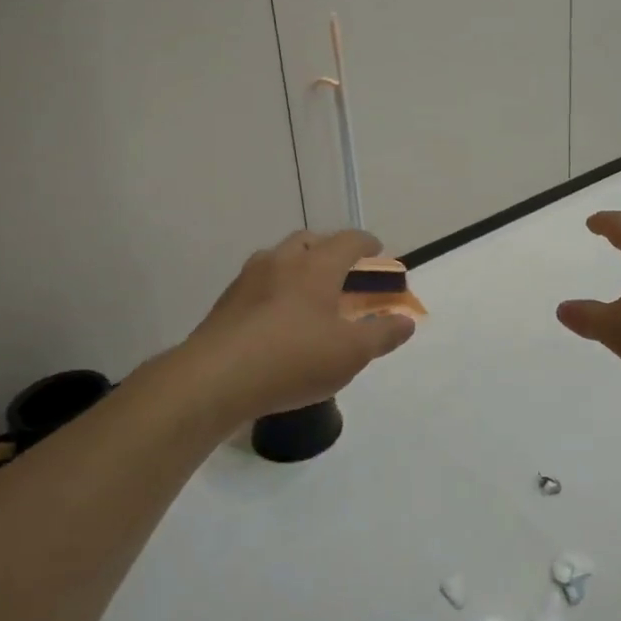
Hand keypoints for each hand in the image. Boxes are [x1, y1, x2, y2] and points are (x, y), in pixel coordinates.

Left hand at [187, 229, 415, 419]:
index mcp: (316, 266)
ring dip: (299, 267)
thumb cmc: (293, 359)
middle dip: (330, 250)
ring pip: (280, 259)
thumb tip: (406, 320)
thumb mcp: (351, 353)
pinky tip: (278, 320)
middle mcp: (281, 261)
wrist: (214, 379)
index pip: (348, 240)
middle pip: (310, 241)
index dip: (367, 244)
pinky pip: (259, 284)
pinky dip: (276, 290)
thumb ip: (382, 334)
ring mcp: (248, 279)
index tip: (377, 251)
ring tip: (309, 296)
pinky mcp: (226, 302)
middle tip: (343, 273)